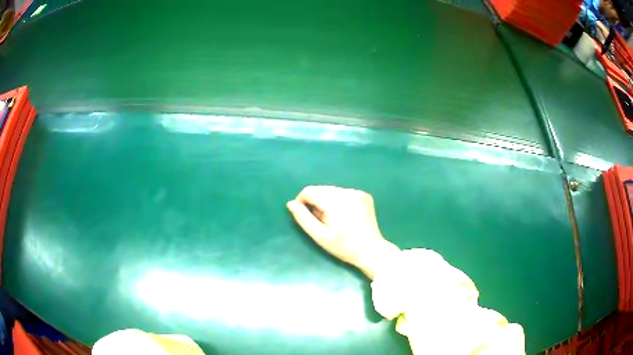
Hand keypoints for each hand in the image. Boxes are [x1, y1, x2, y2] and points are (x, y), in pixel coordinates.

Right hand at [287, 186, 398, 278]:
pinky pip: (344, 193)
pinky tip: (345, 216)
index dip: (302, 201)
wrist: (370, 250)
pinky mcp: (364, 195)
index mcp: (335, 201)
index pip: (309, 191)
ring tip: (334, 220)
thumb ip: (303, 218)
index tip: (306, 216)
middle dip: (316, 202)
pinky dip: (339, 201)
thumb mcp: (319, 236)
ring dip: (327, 201)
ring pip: (332, 190)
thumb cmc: (343, 246)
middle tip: (322, 221)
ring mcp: (357, 192)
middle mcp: (347, 191)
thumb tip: (291, 203)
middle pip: (321, 189)